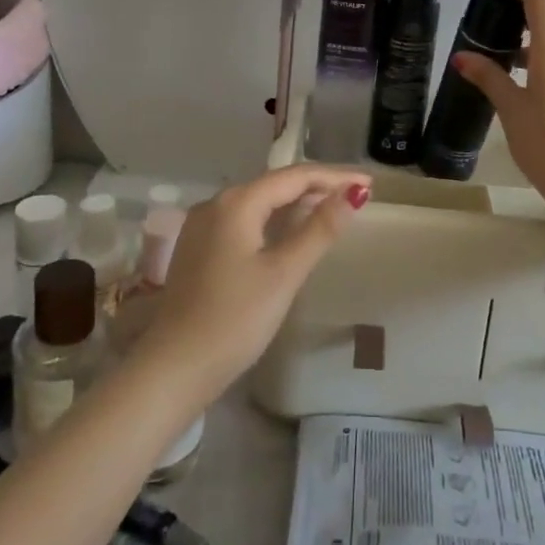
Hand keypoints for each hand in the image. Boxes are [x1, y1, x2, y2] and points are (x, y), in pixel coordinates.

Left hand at [136, 165, 370, 399]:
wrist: (175, 368)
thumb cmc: (235, 319)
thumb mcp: (284, 273)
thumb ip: (319, 229)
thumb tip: (353, 194)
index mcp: (237, 202)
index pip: (295, 176)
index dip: (335, 177)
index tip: (369, 184)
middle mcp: (216, 203)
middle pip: (275, 184)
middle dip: (317, 187)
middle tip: (356, 195)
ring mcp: (203, 226)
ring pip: (259, 202)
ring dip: (296, 203)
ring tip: (332, 209)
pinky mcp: (199, 248)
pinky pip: (245, 220)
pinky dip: (274, 220)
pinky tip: (291, 232)